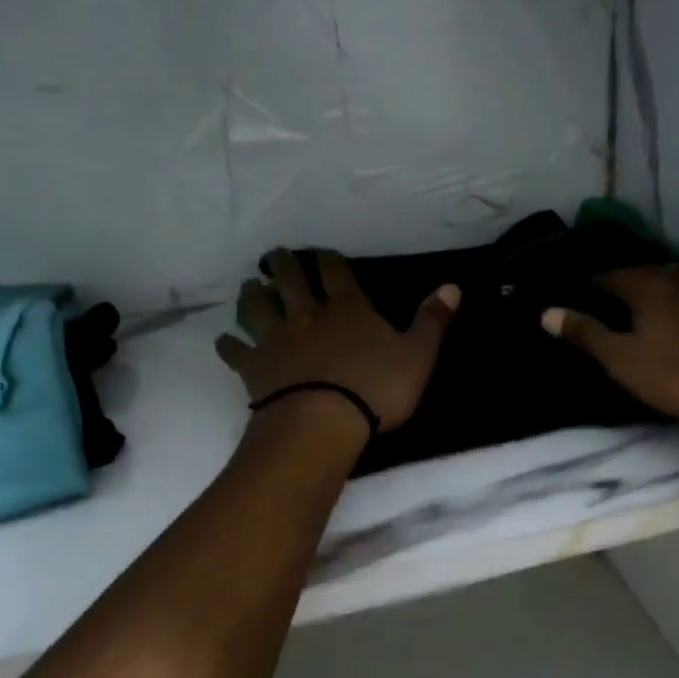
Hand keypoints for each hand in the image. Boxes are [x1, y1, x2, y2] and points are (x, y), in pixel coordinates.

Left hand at [215, 249, 458, 434]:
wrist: (322, 423)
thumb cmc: (375, 389)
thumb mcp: (418, 356)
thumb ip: (432, 321)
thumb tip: (453, 286)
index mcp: (348, 308)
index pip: (336, 271)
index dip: (330, 259)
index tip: (324, 254)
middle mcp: (307, 314)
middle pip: (290, 278)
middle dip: (284, 264)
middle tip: (277, 255)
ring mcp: (276, 339)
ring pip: (257, 306)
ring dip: (253, 294)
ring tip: (251, 287)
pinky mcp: (254, 366)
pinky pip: (235, 350)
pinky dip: (229, 344)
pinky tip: (226, 341)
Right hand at [541, 265, 678, 422]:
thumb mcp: (625, 361)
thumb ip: (586, 335)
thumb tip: (546, 311)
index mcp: (648, 287)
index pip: (610, 277)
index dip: (593, 286)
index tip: (582, 295)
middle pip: (649, 273)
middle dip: (631, 283)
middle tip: (618, 300)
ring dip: (669, 285)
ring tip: (661, 298)